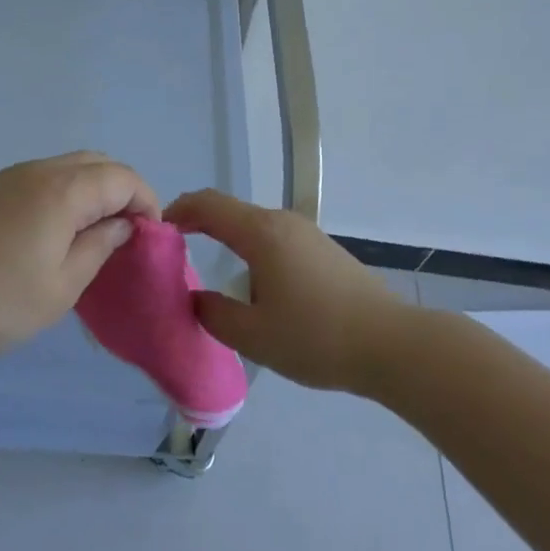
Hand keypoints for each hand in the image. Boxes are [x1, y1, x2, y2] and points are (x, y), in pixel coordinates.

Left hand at [0, 152, 158, 370]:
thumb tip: (120, 225)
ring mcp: (6, 179)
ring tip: (91, 238)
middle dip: (121, 191)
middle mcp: (36, 171)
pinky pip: (39, 181)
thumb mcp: (61, 286)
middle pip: (95, 163)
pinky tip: (51, 235)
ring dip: (90, 193)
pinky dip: (61, 197)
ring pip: (65, 169)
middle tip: (124, 235)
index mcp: (63, 189)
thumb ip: (98, 249)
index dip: (146, 202)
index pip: (122, 177)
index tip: (149, 239)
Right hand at [165, 188, 397, 392]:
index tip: (157, 231)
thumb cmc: (316, 337)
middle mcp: (282, 222)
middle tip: (176, 254)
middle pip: (230, 212)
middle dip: (199, 225)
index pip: (207, 204)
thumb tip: (198, 297)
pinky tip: (256, 284)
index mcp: (261, 233)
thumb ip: (214, 313)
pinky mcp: (323, 250)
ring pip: (254, 226)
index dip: (177, 211)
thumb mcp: (253, 335)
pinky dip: (252, 249)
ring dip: (228, 239)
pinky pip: (275, 238)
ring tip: (214, 272)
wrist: (393, 345)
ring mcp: (307, 233)